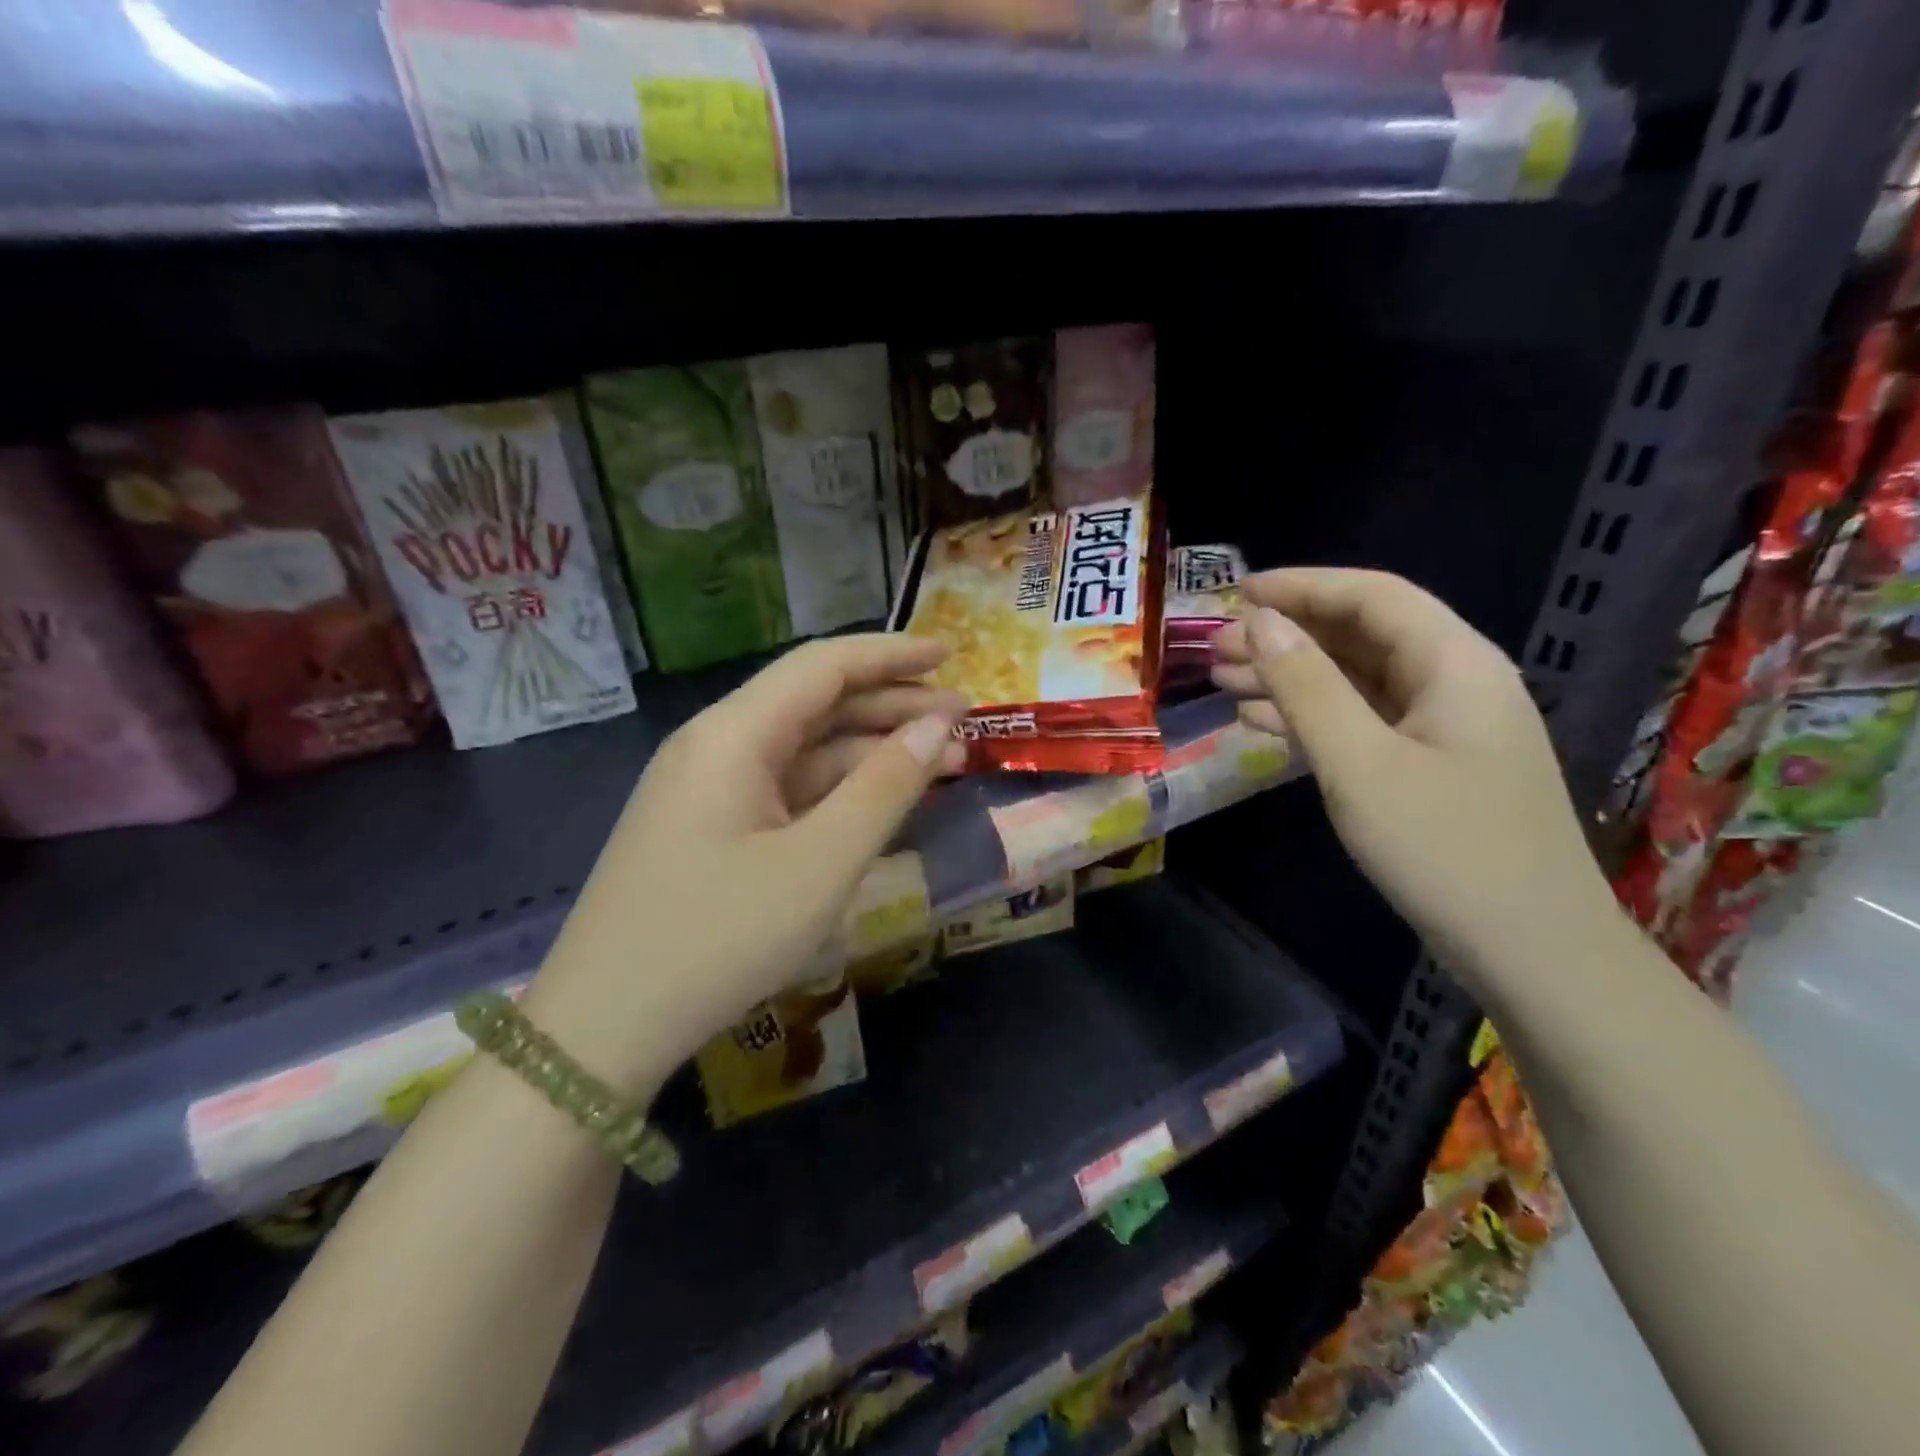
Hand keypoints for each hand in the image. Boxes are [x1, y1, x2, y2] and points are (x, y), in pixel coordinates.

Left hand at [524, 635, 965, 1094]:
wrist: (604, 1029)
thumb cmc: (720, 938)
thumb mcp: (821, 863)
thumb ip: (885, 787)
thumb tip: (938, 726)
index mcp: (733, 734)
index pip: (823, 666)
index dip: (892, 655)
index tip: (952, 655)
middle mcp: (717, 745)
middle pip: (816, 703)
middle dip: (892, 706)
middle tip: (964, 722)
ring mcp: (710, 789)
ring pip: (804, 750)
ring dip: (872, 752)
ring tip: (942, 763)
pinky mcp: (711, 828)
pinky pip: (786, 790)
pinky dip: (839, 790)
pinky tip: (882, 802)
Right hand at [1209, 569, 1615, 997]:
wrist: (1531, 953)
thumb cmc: (1445, 849)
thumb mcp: (1360, 763)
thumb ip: (1307, 686)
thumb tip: (1259, 621)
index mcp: (1454, 664)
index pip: (1372, 596)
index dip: (1302, 586)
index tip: (1235, 593)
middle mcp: (1454, 683)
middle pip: (1361, 635)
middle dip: (1286, 634)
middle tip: (1215, 647)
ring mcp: (1443, 729)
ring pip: (1355, 680)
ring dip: (1290, 676)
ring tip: (1223, 681)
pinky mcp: (1429, 767)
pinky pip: (1362, 722)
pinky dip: (1310, 717)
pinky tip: (1260, 725)